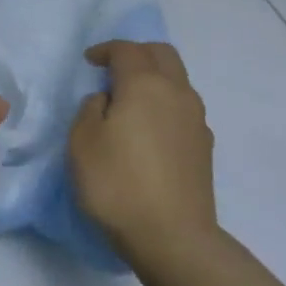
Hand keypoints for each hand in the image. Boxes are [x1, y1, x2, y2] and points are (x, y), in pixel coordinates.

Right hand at [68, 41, 219, 275]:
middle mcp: (177, 93)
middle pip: (162, 55)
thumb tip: (107, 100)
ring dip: (153, 78)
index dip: (105, 50)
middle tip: (112, 69)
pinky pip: (182, 108)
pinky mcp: (204, 146)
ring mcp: (196, 120)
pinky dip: (164, 104)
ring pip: (177, 81)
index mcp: (144, 86)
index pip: (127, 50)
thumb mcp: (82, 142)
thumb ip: (90, 109)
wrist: (171, 235)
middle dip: (137, 53)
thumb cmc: (116, 183)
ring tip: (128, 100)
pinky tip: (148, 129)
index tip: (88, 61)